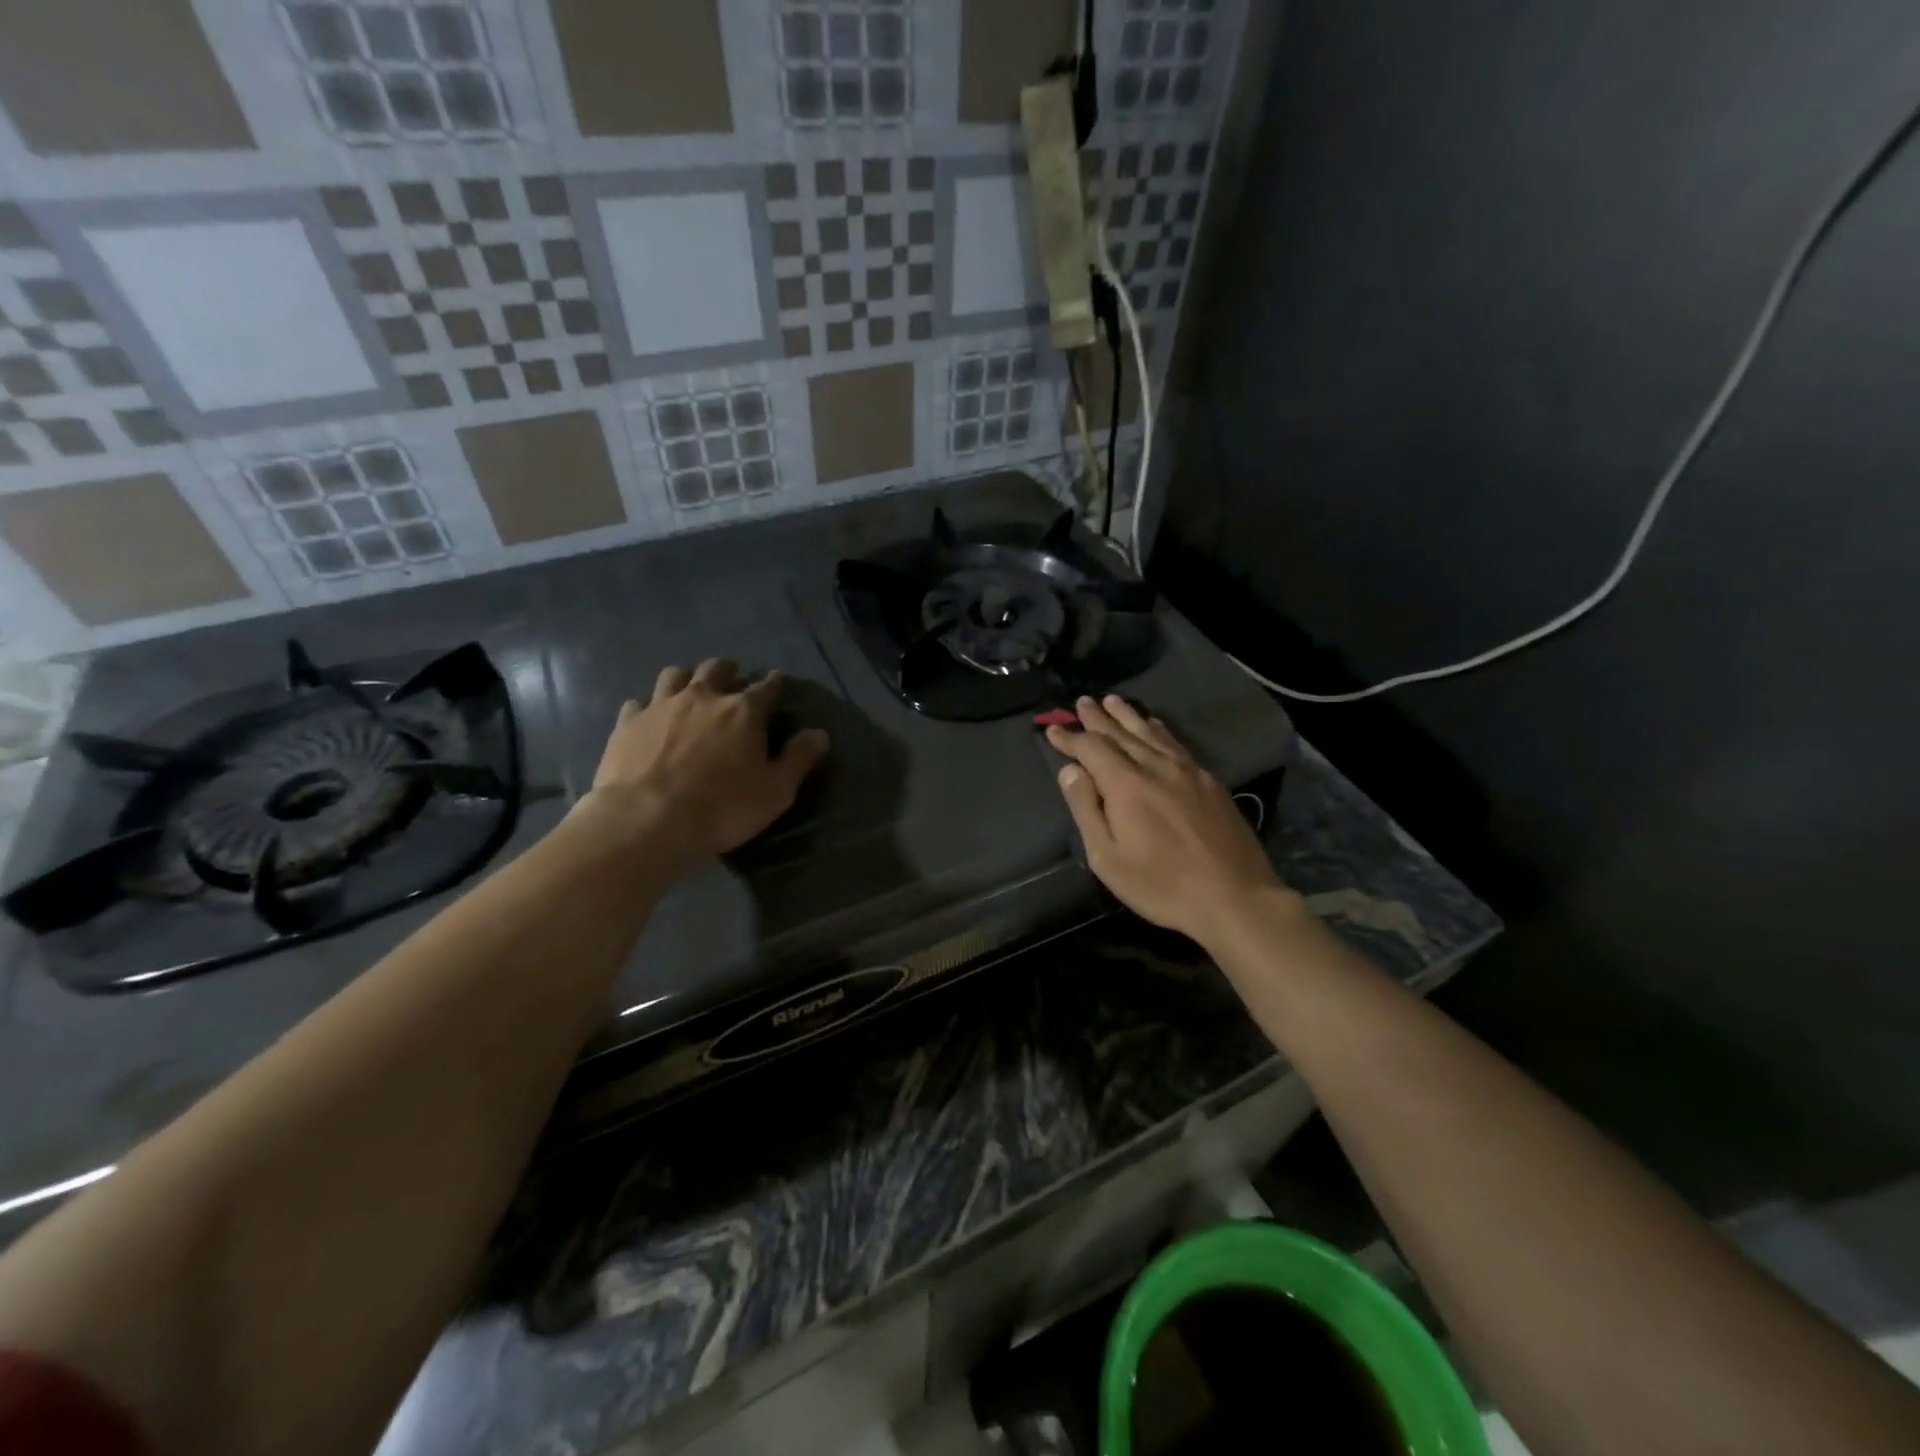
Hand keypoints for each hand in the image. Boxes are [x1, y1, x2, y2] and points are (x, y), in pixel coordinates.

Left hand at [579, 659, 828, 871]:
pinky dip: (648, 707)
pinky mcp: (628, 723)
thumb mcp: (775, 791)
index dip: (774, 683)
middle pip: (716, 668)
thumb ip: (799, 758)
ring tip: (690, 691)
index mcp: (743, 711)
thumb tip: (819, 733)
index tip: (777, 683)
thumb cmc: (722, 808)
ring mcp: (660, 706)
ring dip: (686, 679)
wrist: (646, 821)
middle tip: (732, 681)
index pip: (767, 686)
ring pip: (674, 674)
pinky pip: (638, 703)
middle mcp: (703, 697)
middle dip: (728, 671)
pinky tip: (649, 720)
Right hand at [1047, 695, 1285, 941]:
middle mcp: (1155, 766)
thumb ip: (1086, 809)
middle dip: (1097, 718)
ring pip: (1150, 732)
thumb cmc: (1161, 885)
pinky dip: (1158, 729)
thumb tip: (1070, 770)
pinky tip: (1154, 725)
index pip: (1091, 748)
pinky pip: (1175, 742)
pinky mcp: (1208, 780)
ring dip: (1127, 715)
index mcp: (1126, 784)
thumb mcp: (1108, 858)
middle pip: (1120, 733)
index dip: (1070, 738)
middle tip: (1081, 702)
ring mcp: (1186, 770)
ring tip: (1112, 701)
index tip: (1052, 729)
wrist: (1234, 896)